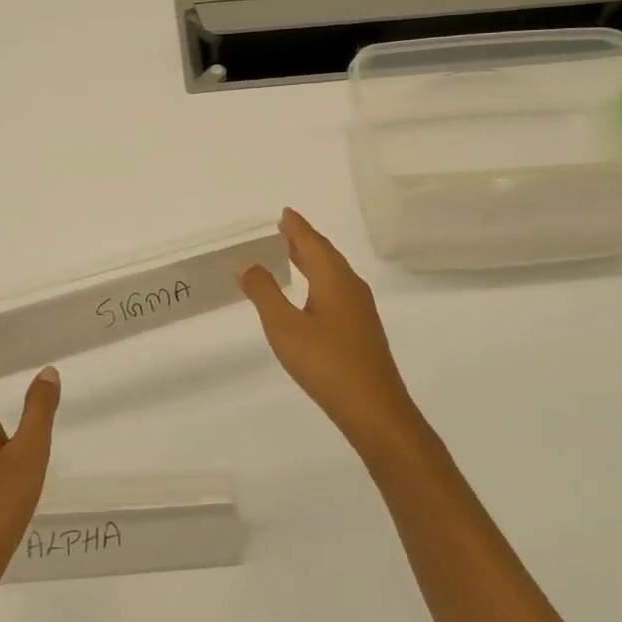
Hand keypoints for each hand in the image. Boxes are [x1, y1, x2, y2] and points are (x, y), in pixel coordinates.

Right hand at [238, 208, 421, 454]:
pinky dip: (320, 280)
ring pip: (334, 273)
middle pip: (326, 254)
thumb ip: (264, 293)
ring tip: (293, 255)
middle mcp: (351, 287)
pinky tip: (312, 295)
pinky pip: (338, 290)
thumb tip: (248, 263)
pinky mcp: (362, 330)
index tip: (284, 213)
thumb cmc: (326, 363)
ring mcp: (360, 310)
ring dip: (313, 260)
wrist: (374, 408)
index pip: (312, 243)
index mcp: (334, 279)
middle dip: (305, 240)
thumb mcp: (284, 327)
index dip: (297, 227)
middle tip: (284, 229)